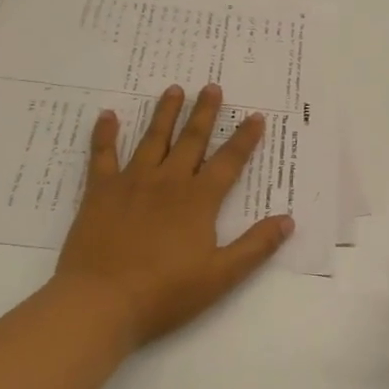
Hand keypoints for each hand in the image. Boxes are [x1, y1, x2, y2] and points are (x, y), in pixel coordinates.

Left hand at [55, 83, 293, 348]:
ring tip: (174, 89)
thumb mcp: (220, 276)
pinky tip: (107, 115)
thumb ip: (255, 246)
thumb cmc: (165, 292)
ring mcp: (132, 182)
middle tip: (212, 87)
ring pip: (152, 138)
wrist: (101, 301)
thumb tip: (288, 220)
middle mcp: (168, 182)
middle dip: (204, 113)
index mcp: (198, 200)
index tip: (255, 116)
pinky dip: (105, 133)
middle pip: (191, 140)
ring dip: (165, 113)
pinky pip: (102, 155)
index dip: (244, 139)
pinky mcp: (100, 191)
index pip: (228, 162)